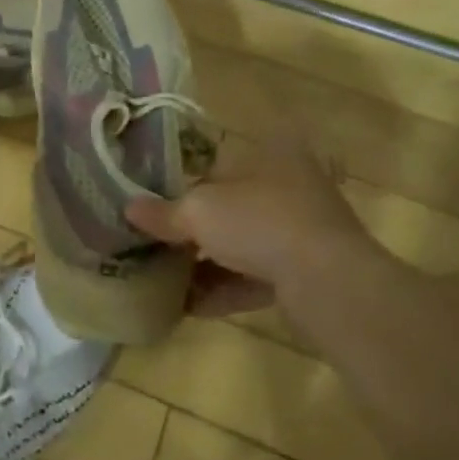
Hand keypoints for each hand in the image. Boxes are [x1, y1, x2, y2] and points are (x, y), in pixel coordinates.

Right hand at [125, 122, 371, 317]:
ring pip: (242, 243)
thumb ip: (162, 211)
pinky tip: (190, 306)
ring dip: (206, 262)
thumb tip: (129, 208)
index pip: (217, 162)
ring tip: (166, 278)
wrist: (329, 282)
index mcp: (269, 153)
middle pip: (228, 205)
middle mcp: (289, 186)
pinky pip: (256, 276)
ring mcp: (302, 231)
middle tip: (157, 242)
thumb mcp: (198, 211)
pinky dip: (225, 288)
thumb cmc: (259, 222)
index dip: (184, 181)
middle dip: (193, 228)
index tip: (155, 202)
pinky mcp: (307, 272)